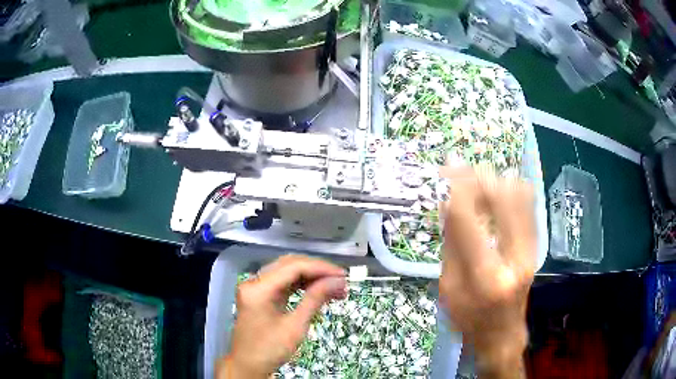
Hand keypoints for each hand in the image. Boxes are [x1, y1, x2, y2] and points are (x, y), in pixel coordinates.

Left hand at [217, 254, 346, 378]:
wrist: (248, 365)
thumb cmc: (270, 349)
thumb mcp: (295, 326)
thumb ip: (315, 299)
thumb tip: (338, 281)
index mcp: (258, 288)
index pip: (293, 267)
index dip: (320, 268)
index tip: (343, 275)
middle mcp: (254, 281)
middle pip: (289, 265)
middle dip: (317, 271)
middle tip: (341, 280)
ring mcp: (256, 287)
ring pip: (287, 272)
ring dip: (311, 277)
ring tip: (335, 287)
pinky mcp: (260, 295)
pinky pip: (283, 283)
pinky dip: (302, 285)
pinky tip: (318, 291)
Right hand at [438, 166, 535, 377]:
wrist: (502, 334)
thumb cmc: (469, 319)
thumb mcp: (448, 287)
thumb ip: (451, 243)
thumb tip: (446, 200)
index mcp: (485, 276)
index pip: (468, 219)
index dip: (456, 188)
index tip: (446, 168)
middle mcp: (514, 258)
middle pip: (502, 198)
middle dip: (479, 176)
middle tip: (460, 169)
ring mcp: (530, 250)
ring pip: (520, 195)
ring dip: (496, 179)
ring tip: (476, 179)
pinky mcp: (536, 246)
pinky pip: (529, 204)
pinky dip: (511, 189)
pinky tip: (496, 190)